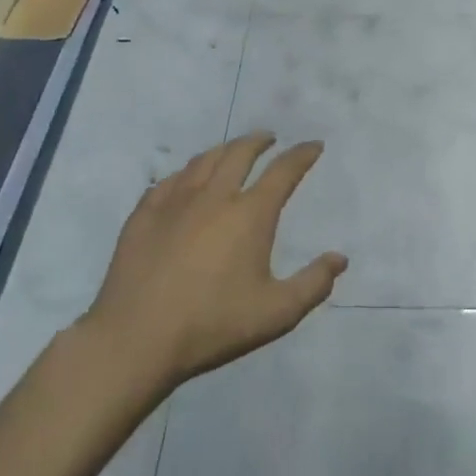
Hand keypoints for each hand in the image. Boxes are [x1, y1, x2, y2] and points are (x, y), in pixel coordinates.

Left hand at [88, 132, 346, 386]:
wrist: (137, 338)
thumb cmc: (213, 324)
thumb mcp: (276, 313)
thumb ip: (313, 284)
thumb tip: (339, 258)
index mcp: (250, 214)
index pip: (283, 171)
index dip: (301, 155)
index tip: (313, 145)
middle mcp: (214, 196)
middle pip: (239, 153)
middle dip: (259, 141)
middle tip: (269, 138)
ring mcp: (174, 201)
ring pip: (203, 161)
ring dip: (223, 149)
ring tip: (231, 150)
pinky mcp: (143, 214)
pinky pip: (168, 180)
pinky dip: (186, 173)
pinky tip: (185, 180)